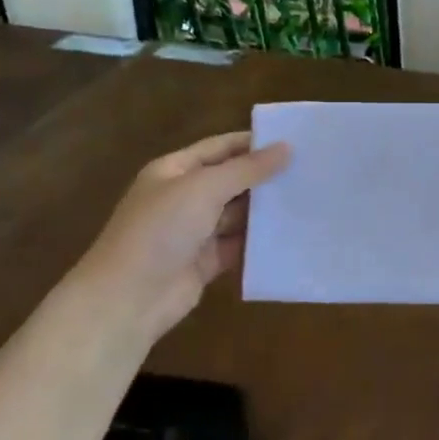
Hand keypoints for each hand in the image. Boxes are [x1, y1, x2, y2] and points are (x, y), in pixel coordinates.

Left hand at [75, 131, 290, 335]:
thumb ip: (247, 169)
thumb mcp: (204, 189)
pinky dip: (260, 241)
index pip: (220, 148)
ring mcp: (195, 231)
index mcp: (175, 171)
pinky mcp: (206, 261)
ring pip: (238, 214)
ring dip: (266, 210)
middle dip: (265, 177)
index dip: (253, 143)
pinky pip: (239, 245)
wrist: (128, 298)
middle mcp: (184, 197)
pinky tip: (291, 234)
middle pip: (232, 180)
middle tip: (310, 171)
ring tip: (310, 200)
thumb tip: (286, 148)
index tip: (294, 141)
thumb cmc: (161, 230)